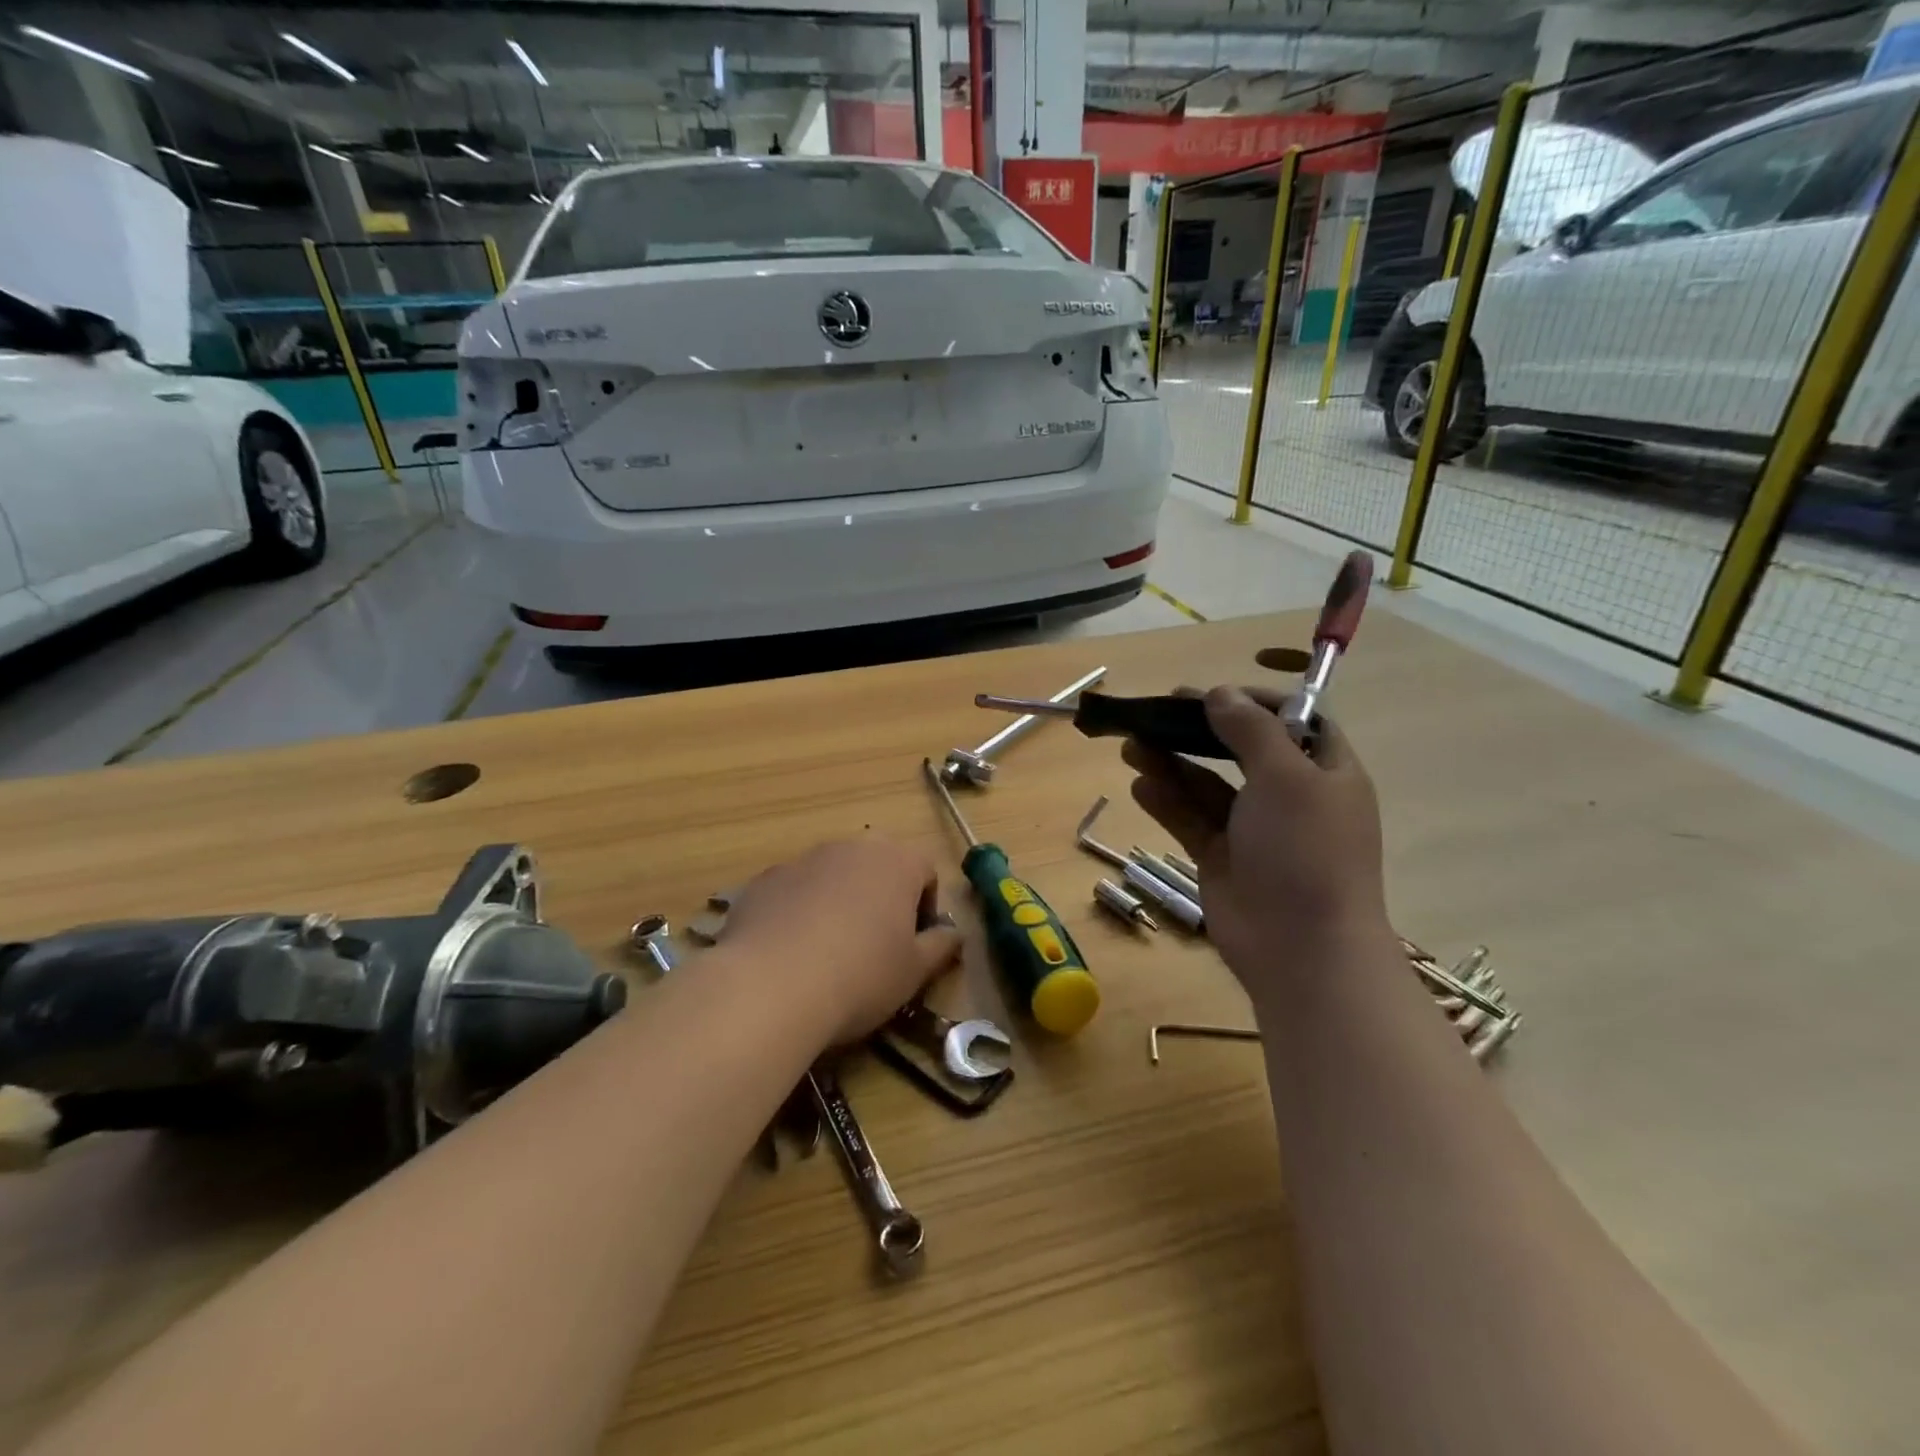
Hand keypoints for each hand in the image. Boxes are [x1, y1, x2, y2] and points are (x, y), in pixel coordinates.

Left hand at [720, 835, 962, 1046]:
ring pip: (834, 876)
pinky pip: (794, 891)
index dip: (926, 907)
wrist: (769, 986)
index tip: (915, 944)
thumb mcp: (914, 972)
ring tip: (829, 952)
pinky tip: (791, 953)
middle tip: (876, 945)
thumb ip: (940, 946)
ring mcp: (803, 859)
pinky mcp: (764, 880)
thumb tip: (953, 934)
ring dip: (839, 902)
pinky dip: (799, 912)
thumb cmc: (860, 976)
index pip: (926, 871)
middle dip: (882, 898)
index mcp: (897, 861)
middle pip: (878, 866)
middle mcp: (851, 847)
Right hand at [1122, 679, 1390, 1001]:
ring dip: (1172, 764)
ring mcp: (1254, 831)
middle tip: (1158, 712)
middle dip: (1199, 731)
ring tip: (1132, 745)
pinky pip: (1191, 820)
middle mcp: (1290, 797)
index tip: (1215, 693)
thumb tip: (1221, 694)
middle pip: (1241, 751)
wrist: (1301, 948)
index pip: (1296, 722)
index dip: (1257, 702)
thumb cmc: (1305, 850)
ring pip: (1207, 786)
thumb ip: (1251, 730)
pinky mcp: (1222, 858)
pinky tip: (1139, 785)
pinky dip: (1166, 802)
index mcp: (1324, 772)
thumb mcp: (1286, 776)